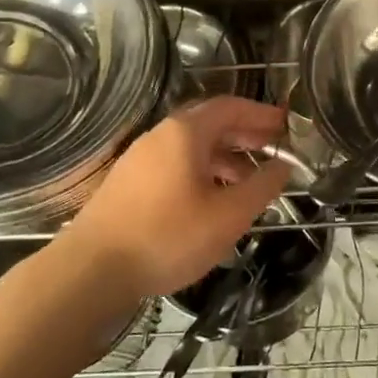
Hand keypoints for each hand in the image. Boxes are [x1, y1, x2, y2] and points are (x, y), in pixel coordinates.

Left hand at [55, 96, 292, 302]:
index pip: (230, 106)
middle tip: (273, 148)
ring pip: (191, 146)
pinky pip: (174, 164)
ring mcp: (140, 159)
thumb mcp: (227, 216)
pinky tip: (211, 199)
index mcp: (184, 133)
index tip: (286, 125)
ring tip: (249, 180)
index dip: (261, 113)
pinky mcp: (128, 183)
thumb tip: (283, 166)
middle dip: (244, 133)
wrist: (91, 270)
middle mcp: (160, 136)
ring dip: (224, 156)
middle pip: (209, 123)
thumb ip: (261, 187)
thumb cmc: (167, 237)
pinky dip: (201, 171)